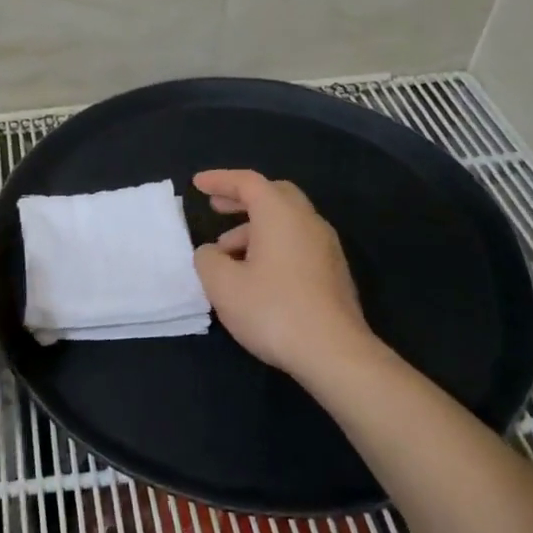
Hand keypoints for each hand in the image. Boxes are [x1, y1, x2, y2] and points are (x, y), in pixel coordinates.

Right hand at [192, 169, 383, 381]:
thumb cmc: (273, 310)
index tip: (198, 184)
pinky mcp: (333, 272)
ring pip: (286, 222)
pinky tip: (256, 275)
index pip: (248, 182)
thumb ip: (208, 259)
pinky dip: (272, 245)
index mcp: (280, 214)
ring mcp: (326, 246)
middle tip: (217, 207)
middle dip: (242, 199)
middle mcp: (307, 221)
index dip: (220, 180)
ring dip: (255, 228)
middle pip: (274, 195)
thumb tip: (212, 252)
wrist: (334, 352)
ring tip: (227, 255)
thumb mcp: (223, 285)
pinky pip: (297, 243)